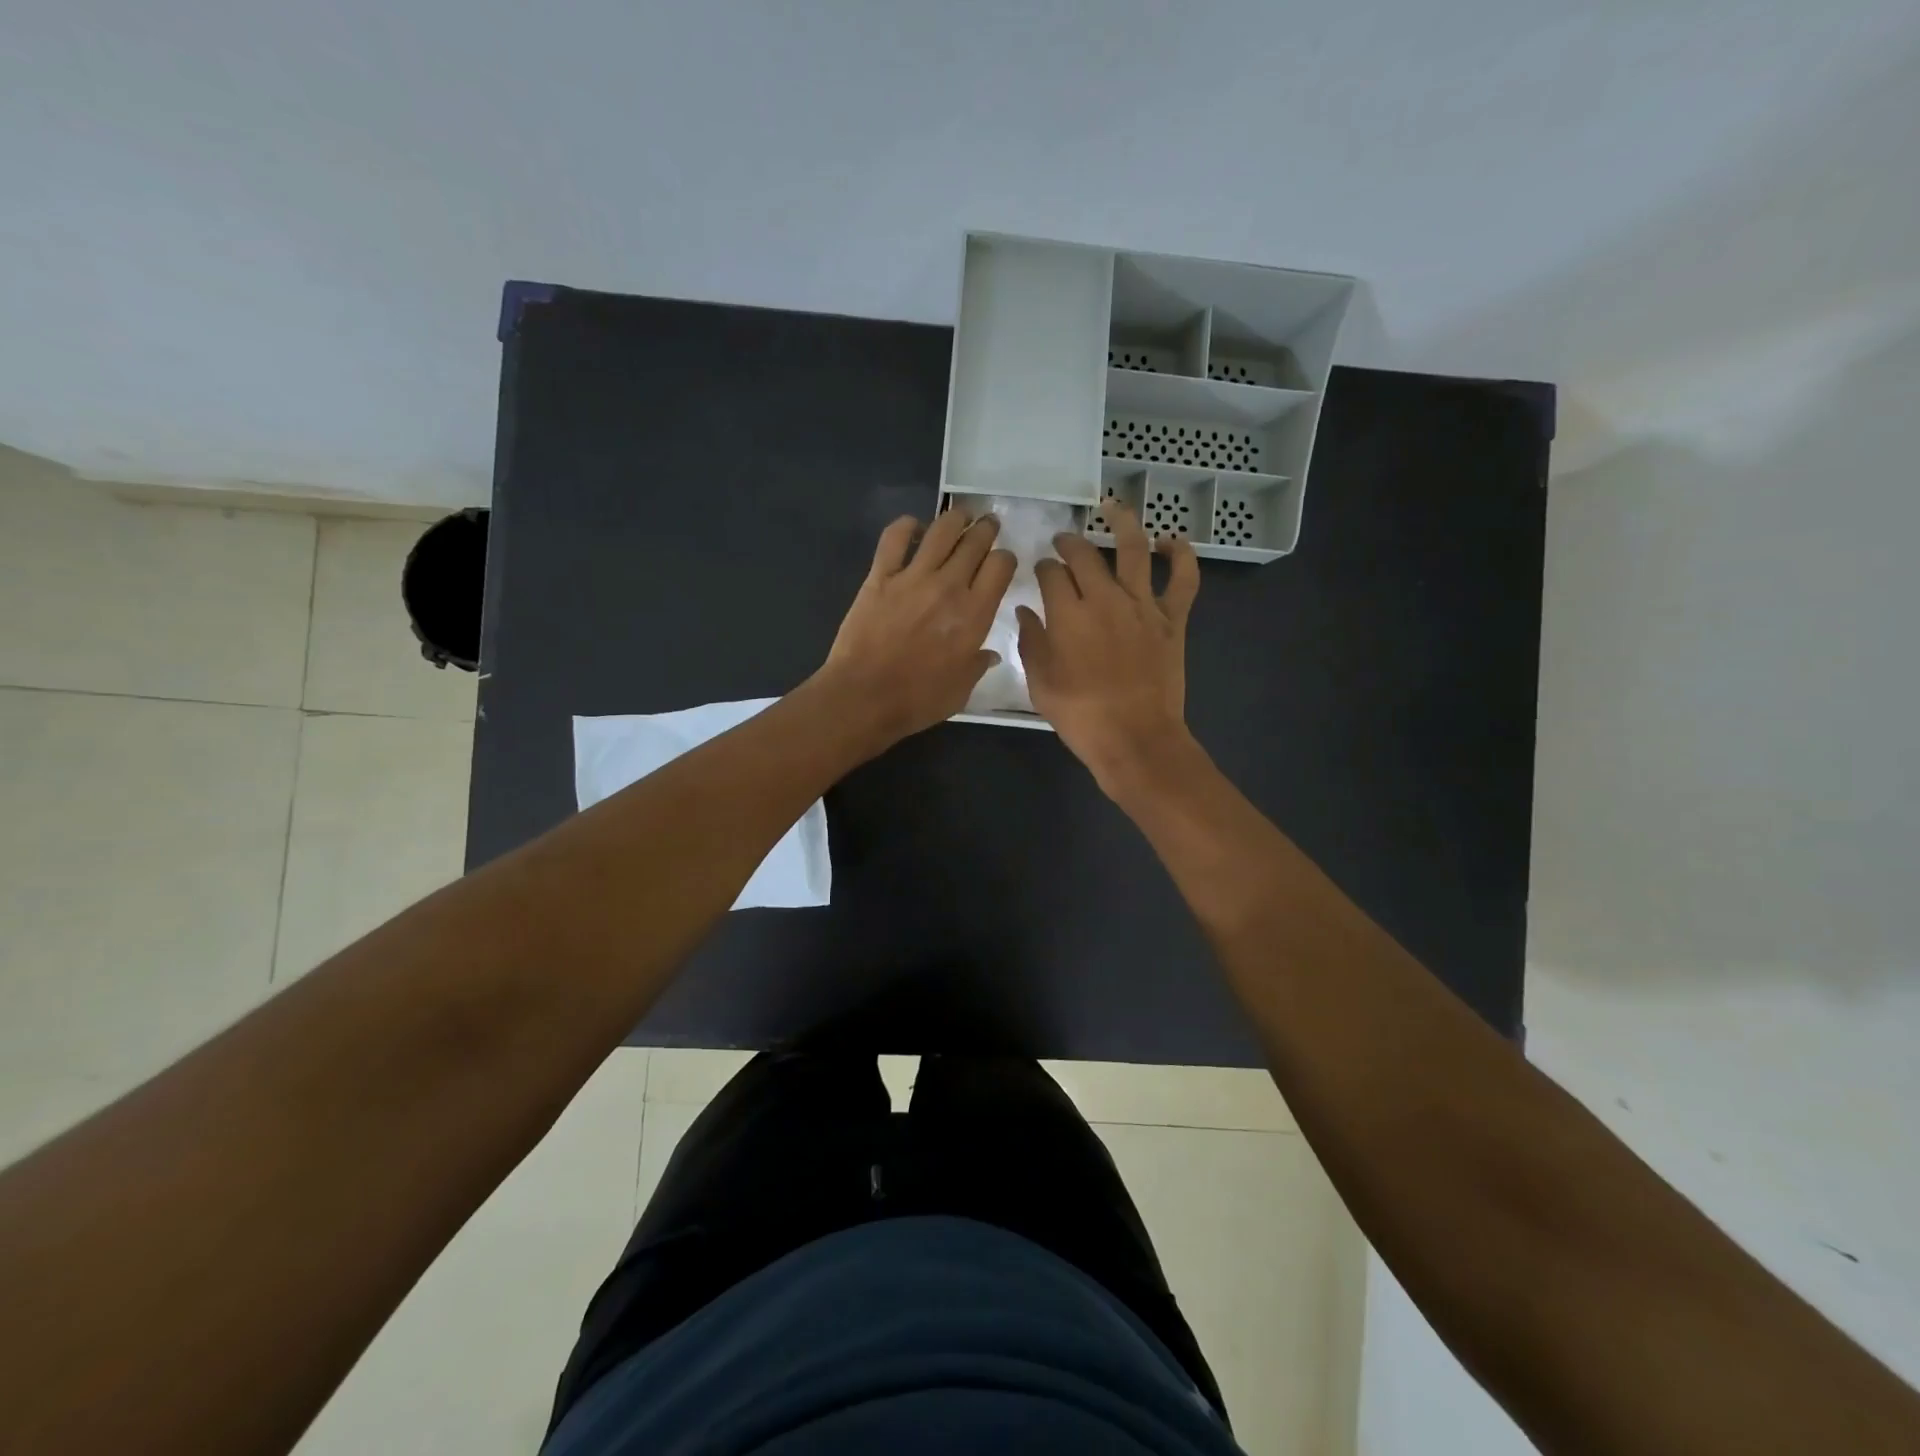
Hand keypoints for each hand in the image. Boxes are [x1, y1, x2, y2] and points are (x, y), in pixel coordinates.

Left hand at [814, 509, 1015, 751]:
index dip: (1005, 558)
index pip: (1001, 566)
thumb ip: (977, 665)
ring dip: (955, 518)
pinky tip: (913, 526)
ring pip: (941, 531)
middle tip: (987, 525)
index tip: (1002, 561)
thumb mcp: (961, 689)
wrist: (865, 696)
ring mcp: (912, 577)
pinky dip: (905, 525)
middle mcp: (949, 586)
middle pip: (975, 542)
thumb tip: (988, 655)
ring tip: (961, 516)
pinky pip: (894, 538)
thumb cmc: (918, 699)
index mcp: (975, 613)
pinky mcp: (880, 577)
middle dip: (986, 530)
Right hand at [1018, 499, 1199, 797]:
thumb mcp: (1040, 683)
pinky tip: (1171, 541)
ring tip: (1112, 508)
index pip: (1051, 574)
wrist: (1135, 739)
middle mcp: (1104, 598)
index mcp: (1068, 614)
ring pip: (1134, 549)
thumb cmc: (1080, 716)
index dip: (1043, 568)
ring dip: (1123, 523)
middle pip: (1085, 555)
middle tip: (1063, 543)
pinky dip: (1181, 555)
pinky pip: (1183, 579)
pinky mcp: (1171, 619)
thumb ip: (1031, 642)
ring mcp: (1142, 605)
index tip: (1040, 571)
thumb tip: (1025, 612)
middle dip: (1069, 544)